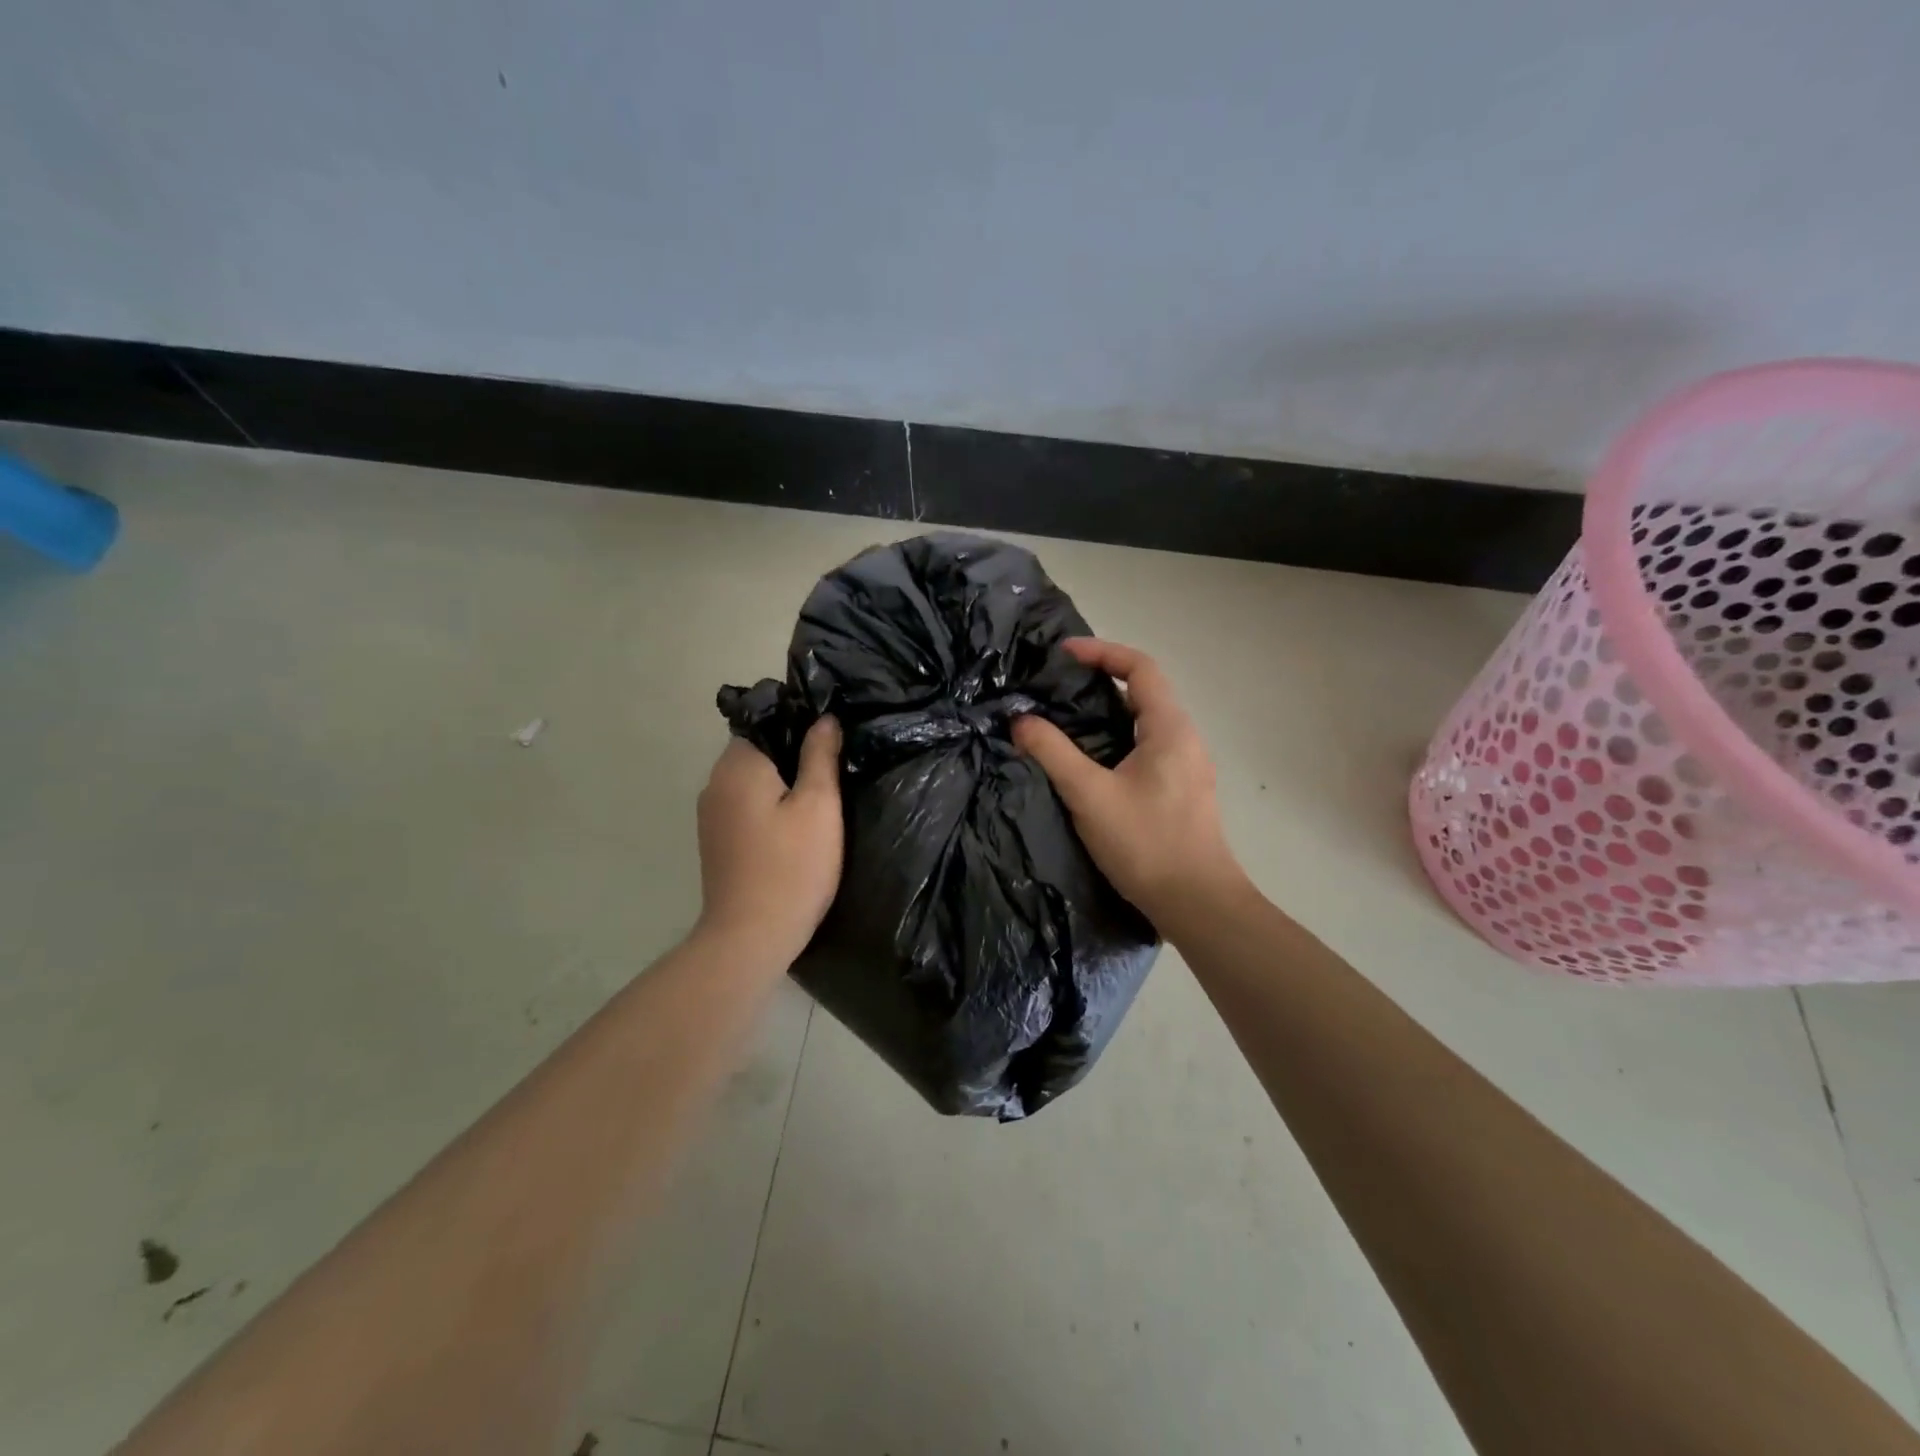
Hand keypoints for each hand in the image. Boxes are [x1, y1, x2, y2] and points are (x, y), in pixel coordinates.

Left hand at [695, 717, 843, 963]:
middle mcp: (715, 782)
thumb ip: (820, 755)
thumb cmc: (792, 866)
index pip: (765, 720)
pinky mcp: (716, 841)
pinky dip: (768, 805)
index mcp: (738, 766)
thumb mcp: (819, 805)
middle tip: (834, 769)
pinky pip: (745, 805)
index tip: (831, 738)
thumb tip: (824, 719)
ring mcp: (711, 814)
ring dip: (781, 782)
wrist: (751, 937)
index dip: (799, 723)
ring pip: (751, 780)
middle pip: (757, 750)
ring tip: (819, 797)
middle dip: (792, 754)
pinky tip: (794, 826)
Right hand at [1013, 639, 1244, 928]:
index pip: (1140, 668)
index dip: (1102, 652)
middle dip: (1100, 680)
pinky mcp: (1181, 791)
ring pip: (1144, 723)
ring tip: (1065, 719)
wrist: (1196, 903)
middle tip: (1056, 686)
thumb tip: (1021, 720)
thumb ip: (1053, 753)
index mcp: (1170, 728)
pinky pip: (1147, 748)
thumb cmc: (1146, 843)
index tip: (1063, 654)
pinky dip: (1116, 739)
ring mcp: (1187, 766)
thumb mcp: (1090, 795)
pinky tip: (1090, 761)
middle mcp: (1185, 738)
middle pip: (1144, 691)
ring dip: (1107, 712)